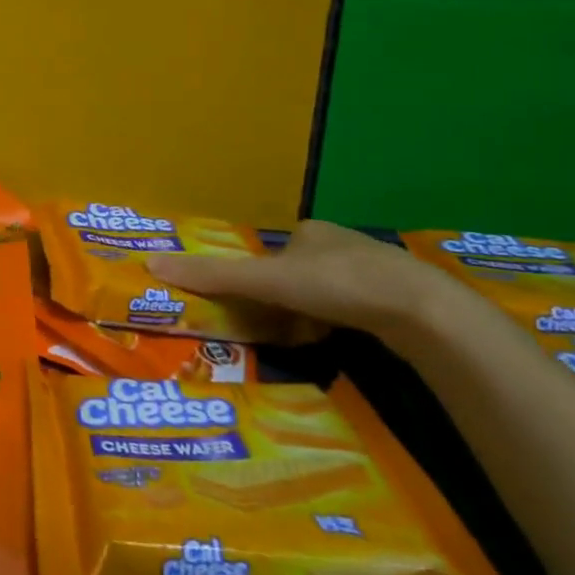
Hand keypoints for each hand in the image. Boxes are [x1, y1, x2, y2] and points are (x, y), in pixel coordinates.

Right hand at [145, 220, 466, 342]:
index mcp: (310, 231)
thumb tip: (150, 263)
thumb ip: (214, 275)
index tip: (257, 306)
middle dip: (286, 301)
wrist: (424, 312)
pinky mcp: (404, 300)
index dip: (259, 281)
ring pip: (328, 294)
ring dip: (312, 315)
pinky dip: (343, 325)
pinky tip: (343, 343)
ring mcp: (377, 271)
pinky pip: (358, 310)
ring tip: (309, 339)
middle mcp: (342, 243)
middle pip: (298, 275)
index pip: (272, 255)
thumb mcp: (267, 281)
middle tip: (280, 327)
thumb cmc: (338, 285)